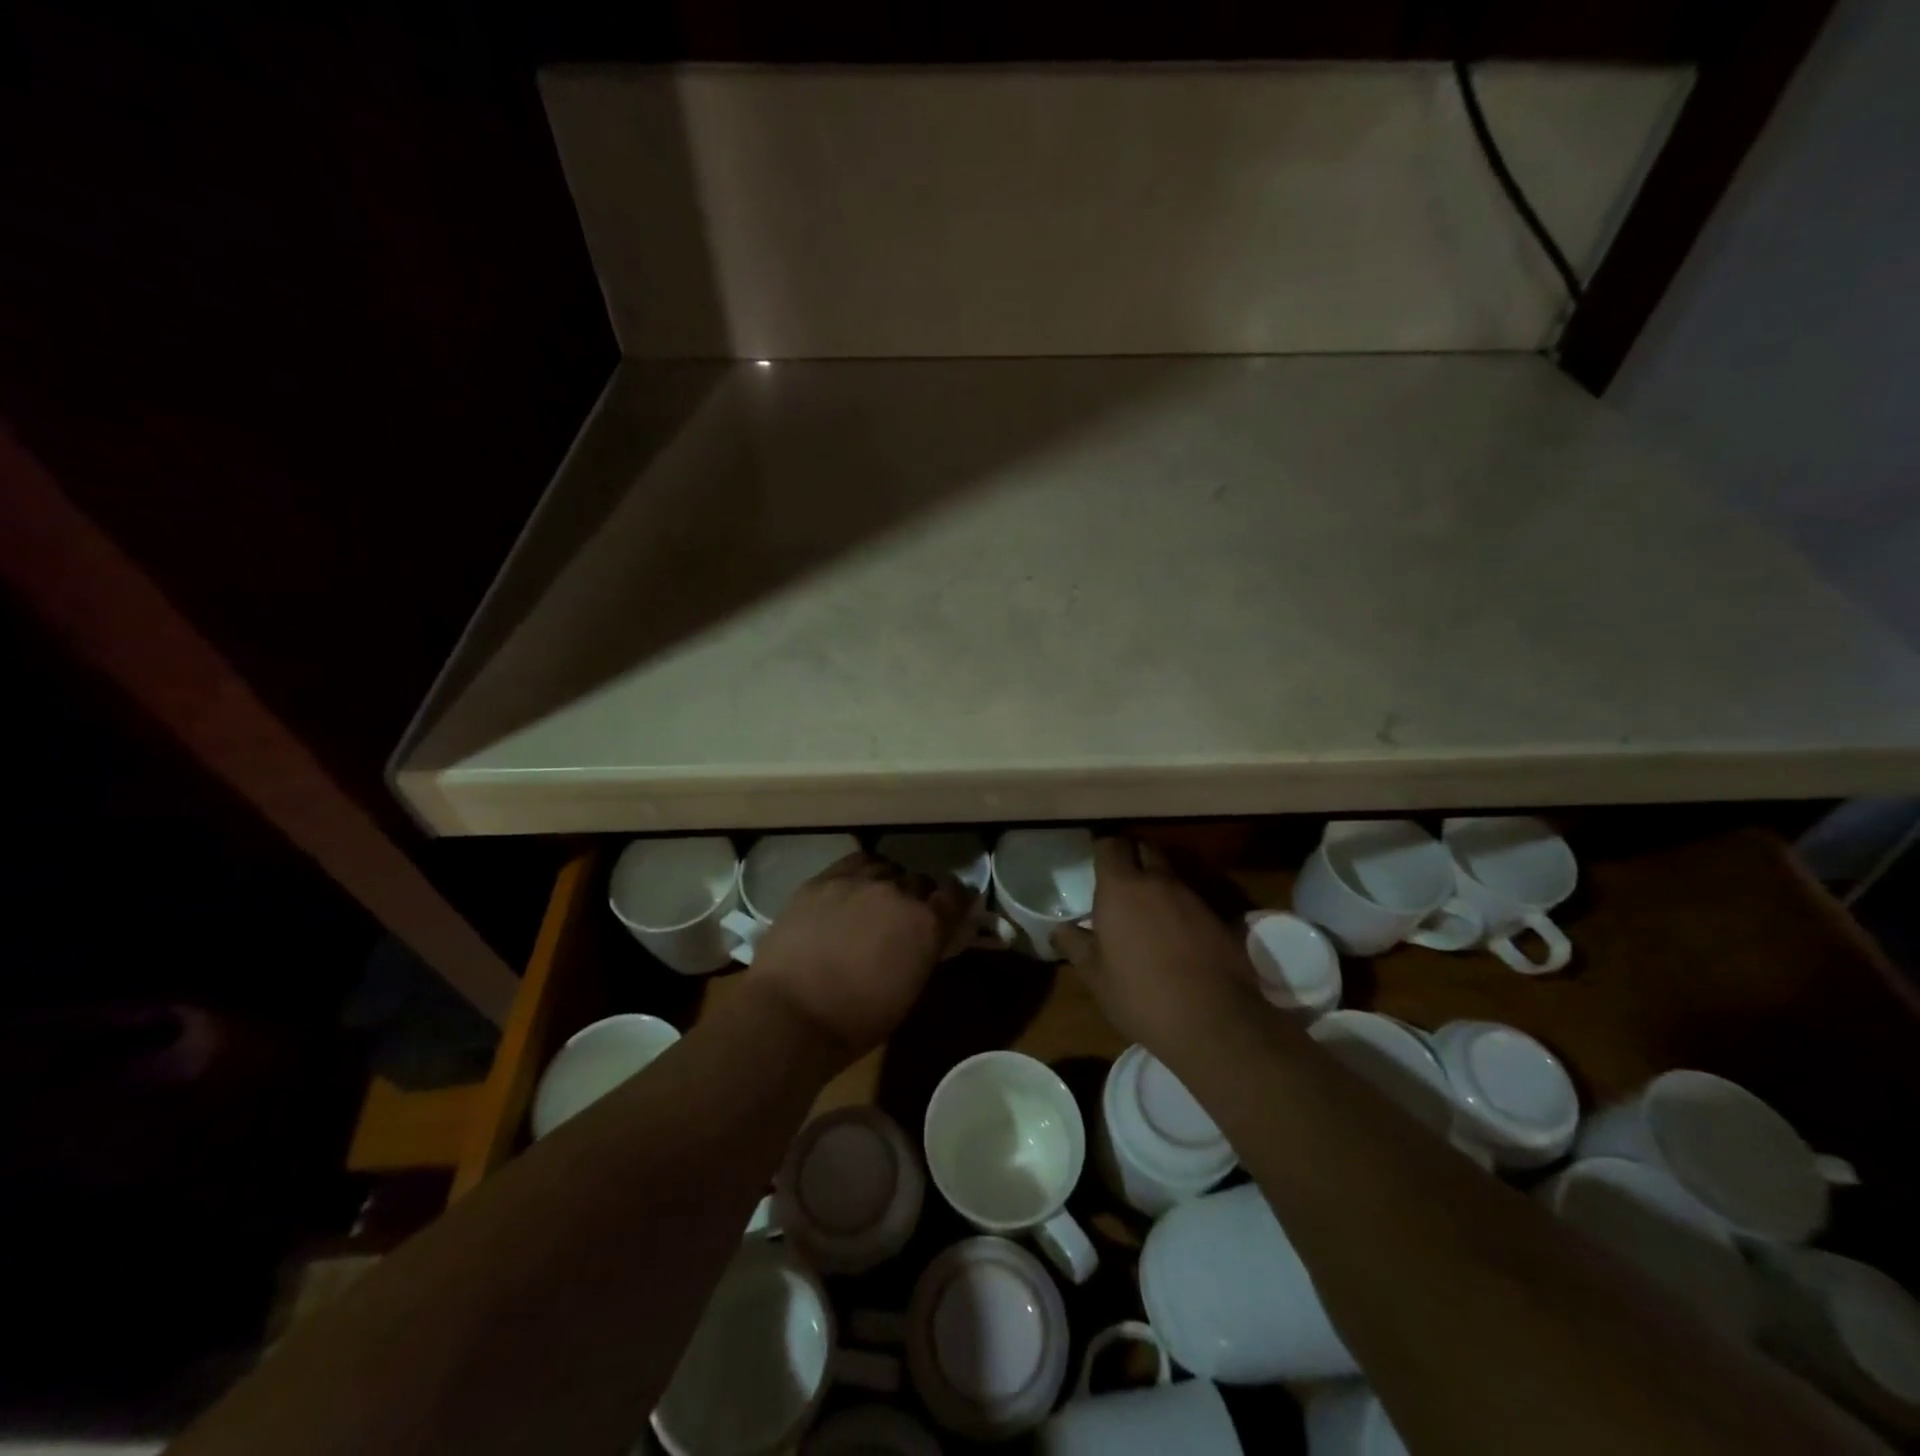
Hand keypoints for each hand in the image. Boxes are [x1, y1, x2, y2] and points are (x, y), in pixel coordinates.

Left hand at [746, 851, 968, 1062]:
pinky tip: (853, 889)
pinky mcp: (824, 879)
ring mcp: (859, 881)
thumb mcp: (909, 991)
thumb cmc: (856, 1020)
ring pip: (887, 868)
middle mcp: (899, 892)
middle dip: (919, 897)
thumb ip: (924, 953)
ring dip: (889, 882)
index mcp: (926, 923)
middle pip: (921, 880)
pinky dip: (861, 873)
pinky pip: (855, 863)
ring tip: (877, 900)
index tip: (951, 912)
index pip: (956, 895)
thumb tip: (928, 939)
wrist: (790, 1013)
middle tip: (907, 918)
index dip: (956, 902)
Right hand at [1054, 838, 1267, 1067]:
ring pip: (1170, 875)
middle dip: (1133, 857)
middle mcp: (1157, 882)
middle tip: (1120, 880)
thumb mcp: (1095, 976)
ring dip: (1157, 883)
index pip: (1110, 846)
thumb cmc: (1140, 996)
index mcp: (1120, 889)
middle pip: (1145, 850)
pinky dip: (1180, 908)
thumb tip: (1060, 928)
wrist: (1212, 1022)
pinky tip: (1176, 934)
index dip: (1103, 849)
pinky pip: (1192, 900)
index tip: (1096, 861)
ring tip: (1147, 910)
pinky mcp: (1219, 917)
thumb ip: (1075, 944)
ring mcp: (1192, 897)